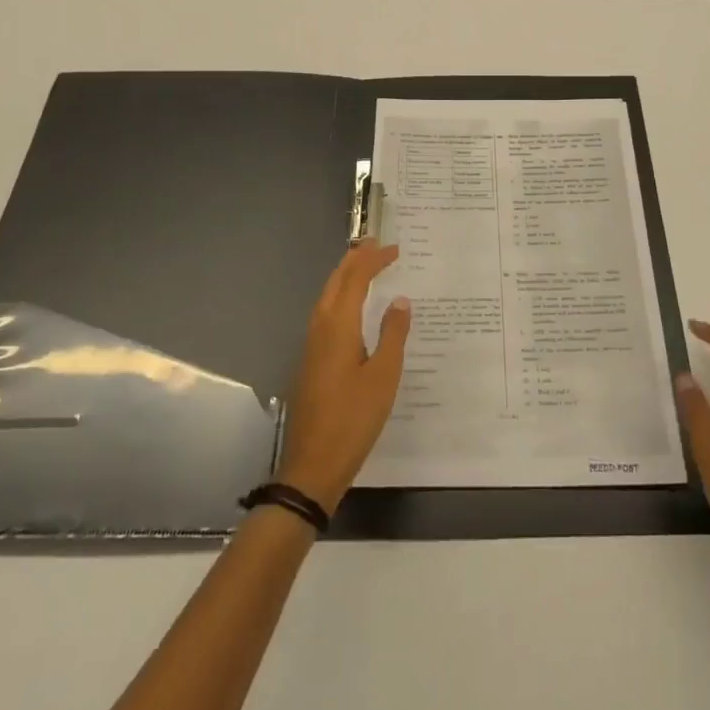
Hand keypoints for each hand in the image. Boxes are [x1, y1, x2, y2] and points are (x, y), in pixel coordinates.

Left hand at [275, 241, 411, 514]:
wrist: (312, 465)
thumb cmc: (353, 420)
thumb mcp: (383, 377)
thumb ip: (392, 335)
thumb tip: (399, 300)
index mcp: (337, 327)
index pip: (355, 280)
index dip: (373, 260)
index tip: (395, 248)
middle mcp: (319, 329)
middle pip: (335, 283)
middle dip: (354, 260)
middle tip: (375, 244)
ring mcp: (311, 346)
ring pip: (326, 298)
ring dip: (344, 277)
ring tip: (364, 266)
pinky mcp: (310, 362)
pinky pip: (325, 315)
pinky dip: (339, 298)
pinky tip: (351, 309)